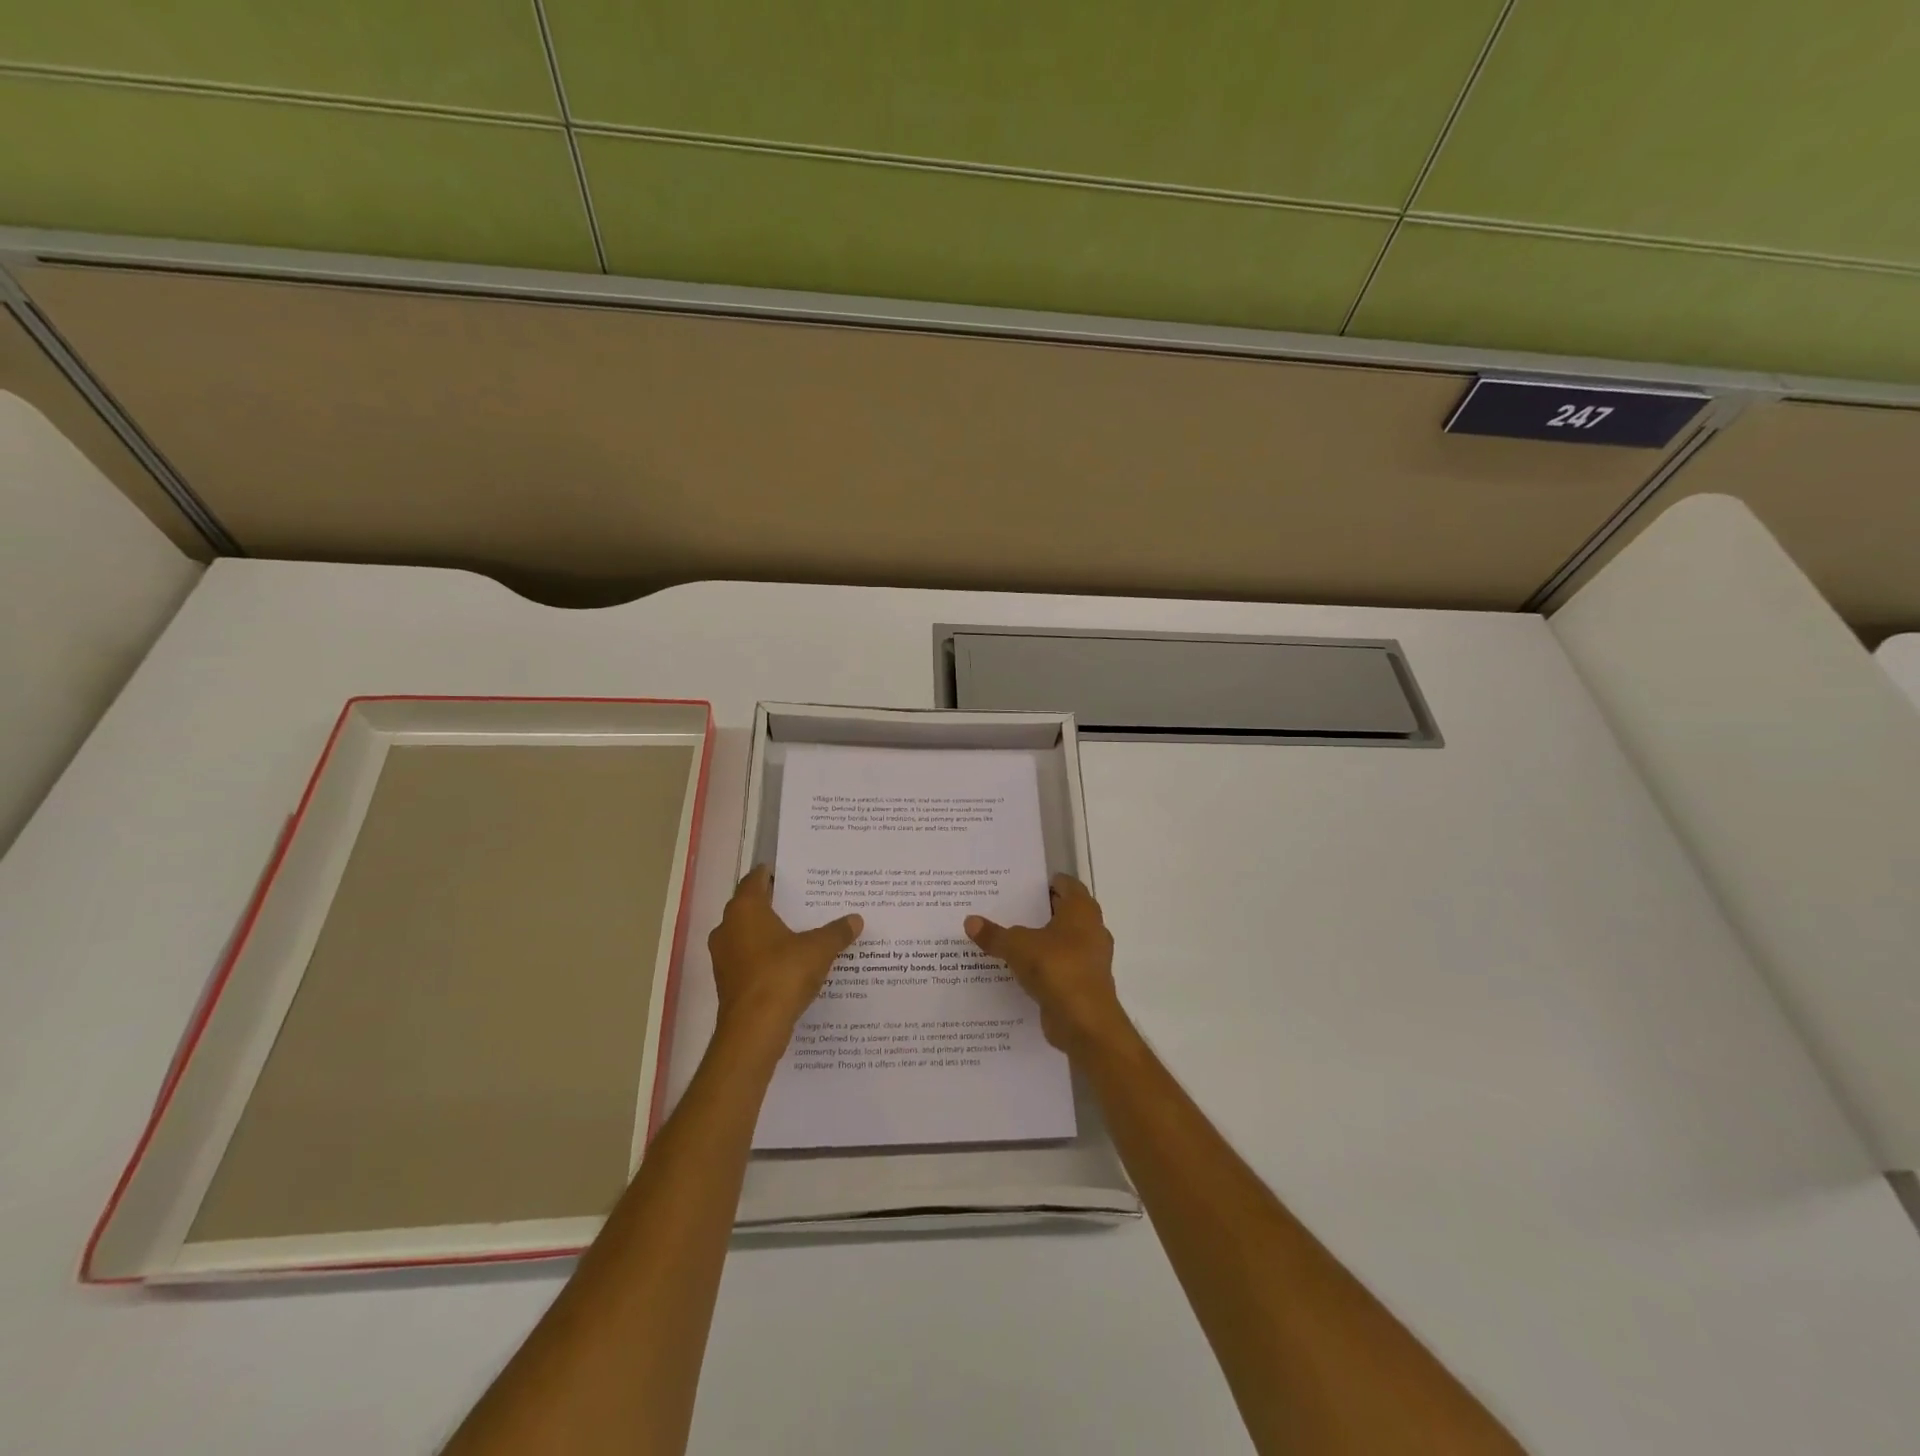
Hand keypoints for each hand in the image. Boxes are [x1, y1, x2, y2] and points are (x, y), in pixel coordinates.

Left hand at [708, 866, 862, 1045]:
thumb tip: (856, 919)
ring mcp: (724, 957)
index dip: (771, 874)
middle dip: (773, 904)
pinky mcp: (727, 982)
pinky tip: (789, 963)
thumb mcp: (819, 949)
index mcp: (745, 909)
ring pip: (747, 935)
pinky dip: (765, 956)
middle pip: (750, 907)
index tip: (789, 873)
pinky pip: (748, 959)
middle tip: (801, 901)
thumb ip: (837, 932)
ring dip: (768, 933)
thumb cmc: (782, 975)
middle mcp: (727, 928)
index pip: (755, 880)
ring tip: (799, 932)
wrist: (754, 1030)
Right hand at [966, 874, 1129, 1057]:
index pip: (1067, 884)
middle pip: (1064, 912)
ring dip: (1041, 940)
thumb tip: (970, 921)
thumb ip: (994, 934)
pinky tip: (1018, 969)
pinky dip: (1044, 965)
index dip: (1046, 882)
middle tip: (1007, 908)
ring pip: (1062, 941)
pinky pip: (1060, 966)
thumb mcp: (1017, 947)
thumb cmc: (1057, 968)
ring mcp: (1090, 959)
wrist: (1085, 1022)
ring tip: (1008, 938)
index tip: (1021, 884)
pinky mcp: (1083, 984)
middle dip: (1039, 911)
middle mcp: (1091, 930)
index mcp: (1082, 911)